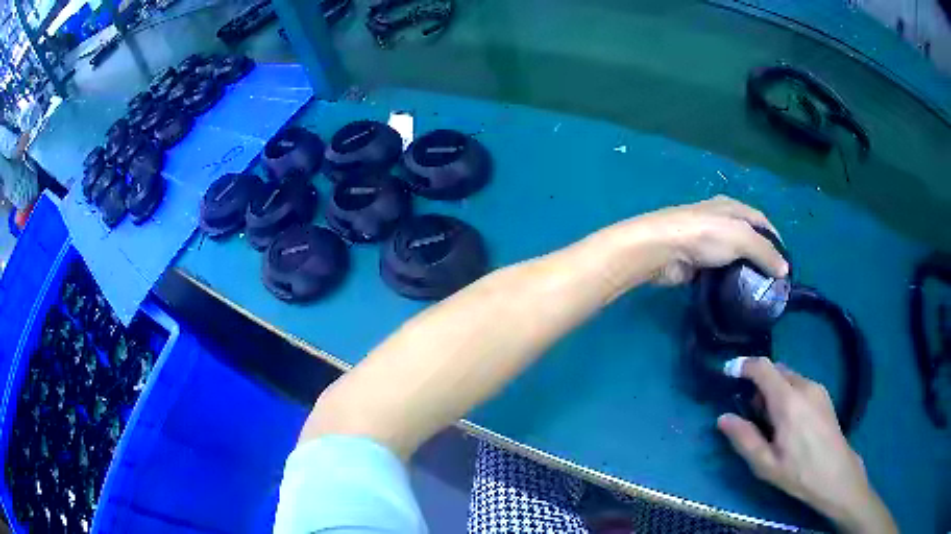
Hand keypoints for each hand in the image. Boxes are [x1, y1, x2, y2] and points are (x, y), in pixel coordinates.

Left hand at [616, 195, 788, 285]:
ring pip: (734, 257)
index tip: (786, 263)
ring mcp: (707, 242)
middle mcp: (720, 220)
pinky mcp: (696, 262)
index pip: (761, 220)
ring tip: (760, 291)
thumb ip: (764, 252)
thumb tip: (785, 269)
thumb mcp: (740, 237)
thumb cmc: (704, 235)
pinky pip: (719, 272)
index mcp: (731, 207)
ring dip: (746, 271)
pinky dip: (729, 280)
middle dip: (762, 257)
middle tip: (774, 281)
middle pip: (748, 238)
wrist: (661, 249)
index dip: (775, 239)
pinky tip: (738, 294)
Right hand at [717, 358, 897, 532]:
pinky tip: (788, 420)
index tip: (727, 372)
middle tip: (750, 412)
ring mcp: (817, 388)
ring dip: (773, 389)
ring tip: (770, 421)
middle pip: (776, 369)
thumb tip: (723, 418)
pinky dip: (787, 392)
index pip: (763, 368)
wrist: (836, 474)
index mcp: (788, 402)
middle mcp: (804, 386)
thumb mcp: (765, 464)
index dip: (743, 365)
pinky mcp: (824, 394)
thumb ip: (743, 438)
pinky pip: (799, 383)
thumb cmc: (798, 472)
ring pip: (788, 376)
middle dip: (758, 382)